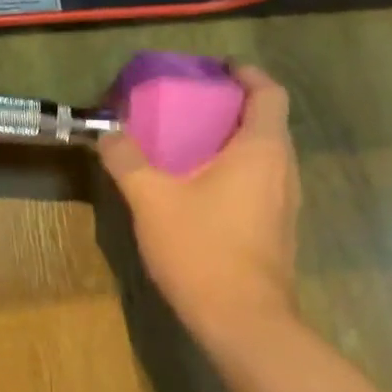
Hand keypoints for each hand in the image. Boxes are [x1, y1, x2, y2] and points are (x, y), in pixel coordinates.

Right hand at [99, 65, 298, 349]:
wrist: (244, 324)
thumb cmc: (202, 249)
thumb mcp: (151, 198)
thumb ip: (126, 159)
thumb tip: (106, 131)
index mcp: (261, 150)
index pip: (269, 93)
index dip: (246, 73)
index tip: (216, 68)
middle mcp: (283, 169)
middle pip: (267, 120)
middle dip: (231, 104)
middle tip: (189, 101)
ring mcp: (285, 202)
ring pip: (265, 152)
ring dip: (232, 137)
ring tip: (188, 138)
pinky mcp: (277, 228)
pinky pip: (260, 179)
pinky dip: (235, 167)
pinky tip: (198, 183)